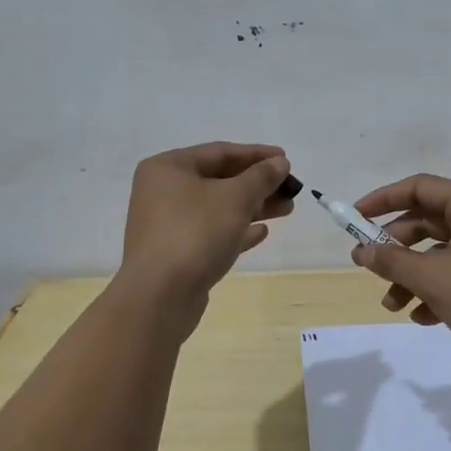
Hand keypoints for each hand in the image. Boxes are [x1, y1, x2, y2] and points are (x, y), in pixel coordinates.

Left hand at [119, 143, 294, 316]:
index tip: (286, 160)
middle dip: (258, 184)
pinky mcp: (175, 253)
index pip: (220, 152)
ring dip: (253, 207)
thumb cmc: (195, 233)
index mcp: (168, 168)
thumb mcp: (235, 198)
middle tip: (291, 189)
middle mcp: (163, 192)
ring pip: (218, 208)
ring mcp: (167, 224)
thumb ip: (261, 177)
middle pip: (219, 180)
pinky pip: (211, 233)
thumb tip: (279, 162)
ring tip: (287, 209)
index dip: (256, 154)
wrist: (159, 297)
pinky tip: (261, 233)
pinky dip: (236, 230)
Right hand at [347, 173, 450, 366]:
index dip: (382, 199)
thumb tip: (361, 252)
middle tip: (367, 266)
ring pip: (437, 252)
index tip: (354, 218)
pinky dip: (434, 290)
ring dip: (411, 276)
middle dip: (394, 247)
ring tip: (392, 305)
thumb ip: (392, 262)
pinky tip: (422, 317)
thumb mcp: (433, 279)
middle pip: (425, 221)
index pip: (418, 187)